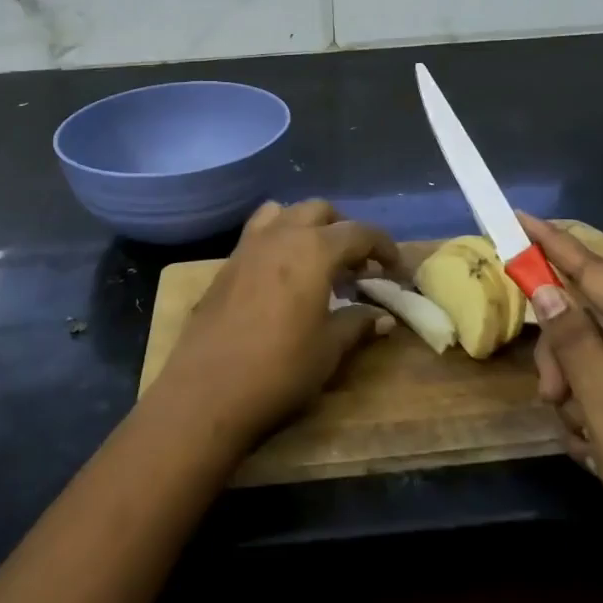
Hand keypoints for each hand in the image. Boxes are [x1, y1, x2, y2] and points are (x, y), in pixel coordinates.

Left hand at [151, 200, 398, 451]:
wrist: (207, 392)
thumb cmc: (279, 370)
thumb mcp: (329, 349)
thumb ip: (358, 324)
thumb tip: (383, 317)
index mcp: (314, 250)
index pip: (359, 232)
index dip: (383, 247)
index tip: (395, 269)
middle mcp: (281, 235)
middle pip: (319, 211)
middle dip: (344, 230)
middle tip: (356, 265)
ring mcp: (248, 246)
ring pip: (284, 213)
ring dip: (307, 226)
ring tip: (317, 260)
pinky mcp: (226, 264)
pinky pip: (259, 233)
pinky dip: (279, 239)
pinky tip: (283, 276)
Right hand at [521, 213, 602, 602]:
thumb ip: (575, 345)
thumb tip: (546, 288)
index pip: (597, 272)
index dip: (554, 244)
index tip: (518, 218)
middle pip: (588, 319)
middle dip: (561, 356)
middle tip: (551, 397)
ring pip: (590, 357)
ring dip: (573, 392)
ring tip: (582, 438)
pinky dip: (589, 413)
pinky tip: (596, 452)